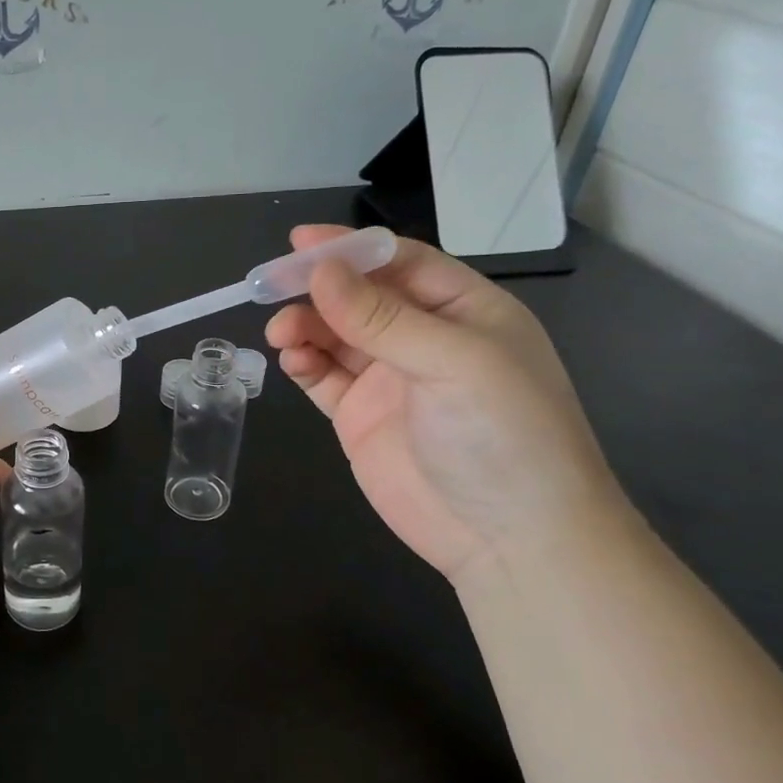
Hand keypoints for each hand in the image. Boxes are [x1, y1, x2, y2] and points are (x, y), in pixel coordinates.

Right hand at [265, 226, 627, 582]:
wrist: (511, 540)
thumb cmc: (503, 434)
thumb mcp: (452, 363)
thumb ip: (381, 318)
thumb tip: (320, 272)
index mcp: (463, 312)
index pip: (400, 263)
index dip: (350, 249)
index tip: (300, 243)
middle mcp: (424, 339)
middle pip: (359, 296)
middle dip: (317, 289)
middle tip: (270, 286)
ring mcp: (389, 379)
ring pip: (334, 335)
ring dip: (304, 326)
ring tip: (281, 333)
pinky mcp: (360, 417)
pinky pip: (323, 377)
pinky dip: (303, 363)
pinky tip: (292, 362)